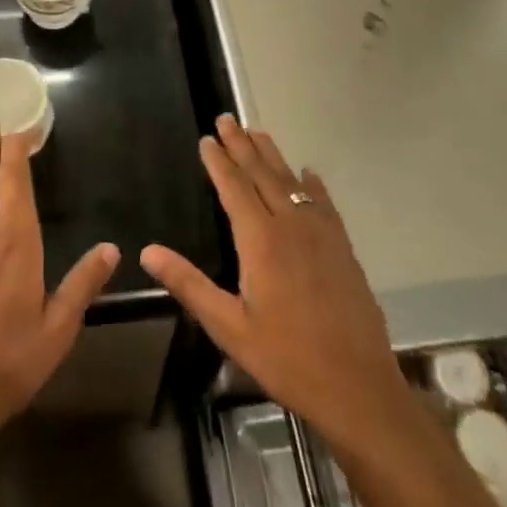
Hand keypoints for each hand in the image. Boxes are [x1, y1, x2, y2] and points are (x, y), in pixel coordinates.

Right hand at [142, 116, 409, 452]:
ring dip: (272, 155)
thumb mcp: (229, 327)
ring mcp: (321, 234)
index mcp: (260, 241)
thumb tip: (148, 252)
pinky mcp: (343, 248)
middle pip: (261, 174)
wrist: (358, 388)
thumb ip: (189, 284)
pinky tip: (308, 175)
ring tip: (257, 132)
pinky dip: (311, 185)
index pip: (234, 187)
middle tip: (227, 119)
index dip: (218, 161)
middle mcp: (290, 225)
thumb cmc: (286, 359)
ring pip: (291, 182)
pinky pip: (323, 203)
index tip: (207, 138)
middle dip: (241, 145)